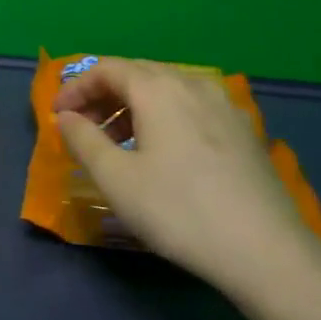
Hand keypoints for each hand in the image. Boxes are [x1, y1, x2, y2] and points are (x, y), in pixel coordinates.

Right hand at [54, 58, 320, 296]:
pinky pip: (192, 108)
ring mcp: (224, 105)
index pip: (107, 69)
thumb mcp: (115, 178)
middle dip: (103, 96)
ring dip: (133, 108)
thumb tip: (67, 118)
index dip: (76, 88)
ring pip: (167, 91)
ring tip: (117, 143)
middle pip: (138, 74)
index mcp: (158, 88)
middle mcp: (193, 84)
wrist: (263, 249)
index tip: (57, 116)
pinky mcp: (244, 130)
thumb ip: (83, 140)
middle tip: (81, 128)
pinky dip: (164, 118)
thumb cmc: (177, 209)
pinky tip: (162, 153)